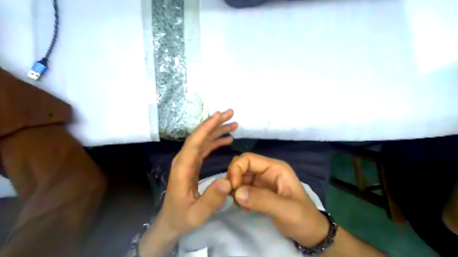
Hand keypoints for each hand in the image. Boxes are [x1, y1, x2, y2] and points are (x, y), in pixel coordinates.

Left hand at [156, 110, 237, 237]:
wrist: (171, 221)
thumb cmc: (183, 217)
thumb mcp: (198, 213)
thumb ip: (212, 199)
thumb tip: (227, 181)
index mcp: (183, 167)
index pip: (195, 141)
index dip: (207, 127)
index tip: (220, 115)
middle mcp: (185, 159)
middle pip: (199, 136)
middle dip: (214, 123)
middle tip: (231, 113)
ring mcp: (188, 161)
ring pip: (203, 140)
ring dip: (217, 130)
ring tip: (233, 124)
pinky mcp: (193, 164)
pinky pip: (205, 148)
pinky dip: (216, 141)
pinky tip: (227, 140)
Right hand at [228, 152, 329, 246]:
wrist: (310, 232)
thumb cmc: (303, 218)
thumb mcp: (286, 210)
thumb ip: (263, 200)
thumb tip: (237, 193)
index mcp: (275, 168)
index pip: (249, 158)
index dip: (237, 169)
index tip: (233, 188)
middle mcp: (267, 171)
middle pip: (242, 166)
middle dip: (234, 179)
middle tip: (233, 197)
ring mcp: (262, 181)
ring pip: (240, 177)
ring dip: (235, 189)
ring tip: (240, 205)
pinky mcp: (259, 191)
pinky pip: (243, 188)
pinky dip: (239, 196)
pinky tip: (244, 208)